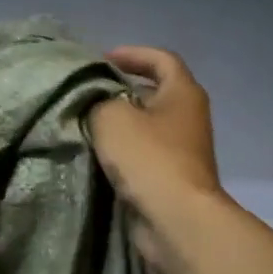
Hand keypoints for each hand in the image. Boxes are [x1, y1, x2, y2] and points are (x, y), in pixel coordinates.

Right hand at [89, 46, 223, 223]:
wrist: (175, 219)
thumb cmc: (149, 158)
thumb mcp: (111, 117)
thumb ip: (97, 100)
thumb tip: (94, 102)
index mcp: (183, 93)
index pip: (161, 59)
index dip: (132, 54)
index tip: (102, 58)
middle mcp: (188, 118)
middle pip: (153, 94)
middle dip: (120, 91)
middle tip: (87, 94)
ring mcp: (182, 151)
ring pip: (146, 127)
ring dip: (119, 125)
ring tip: (84, 124)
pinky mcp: (171, 178)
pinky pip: (143, 156)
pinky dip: (122, 152)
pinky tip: (96, 156)